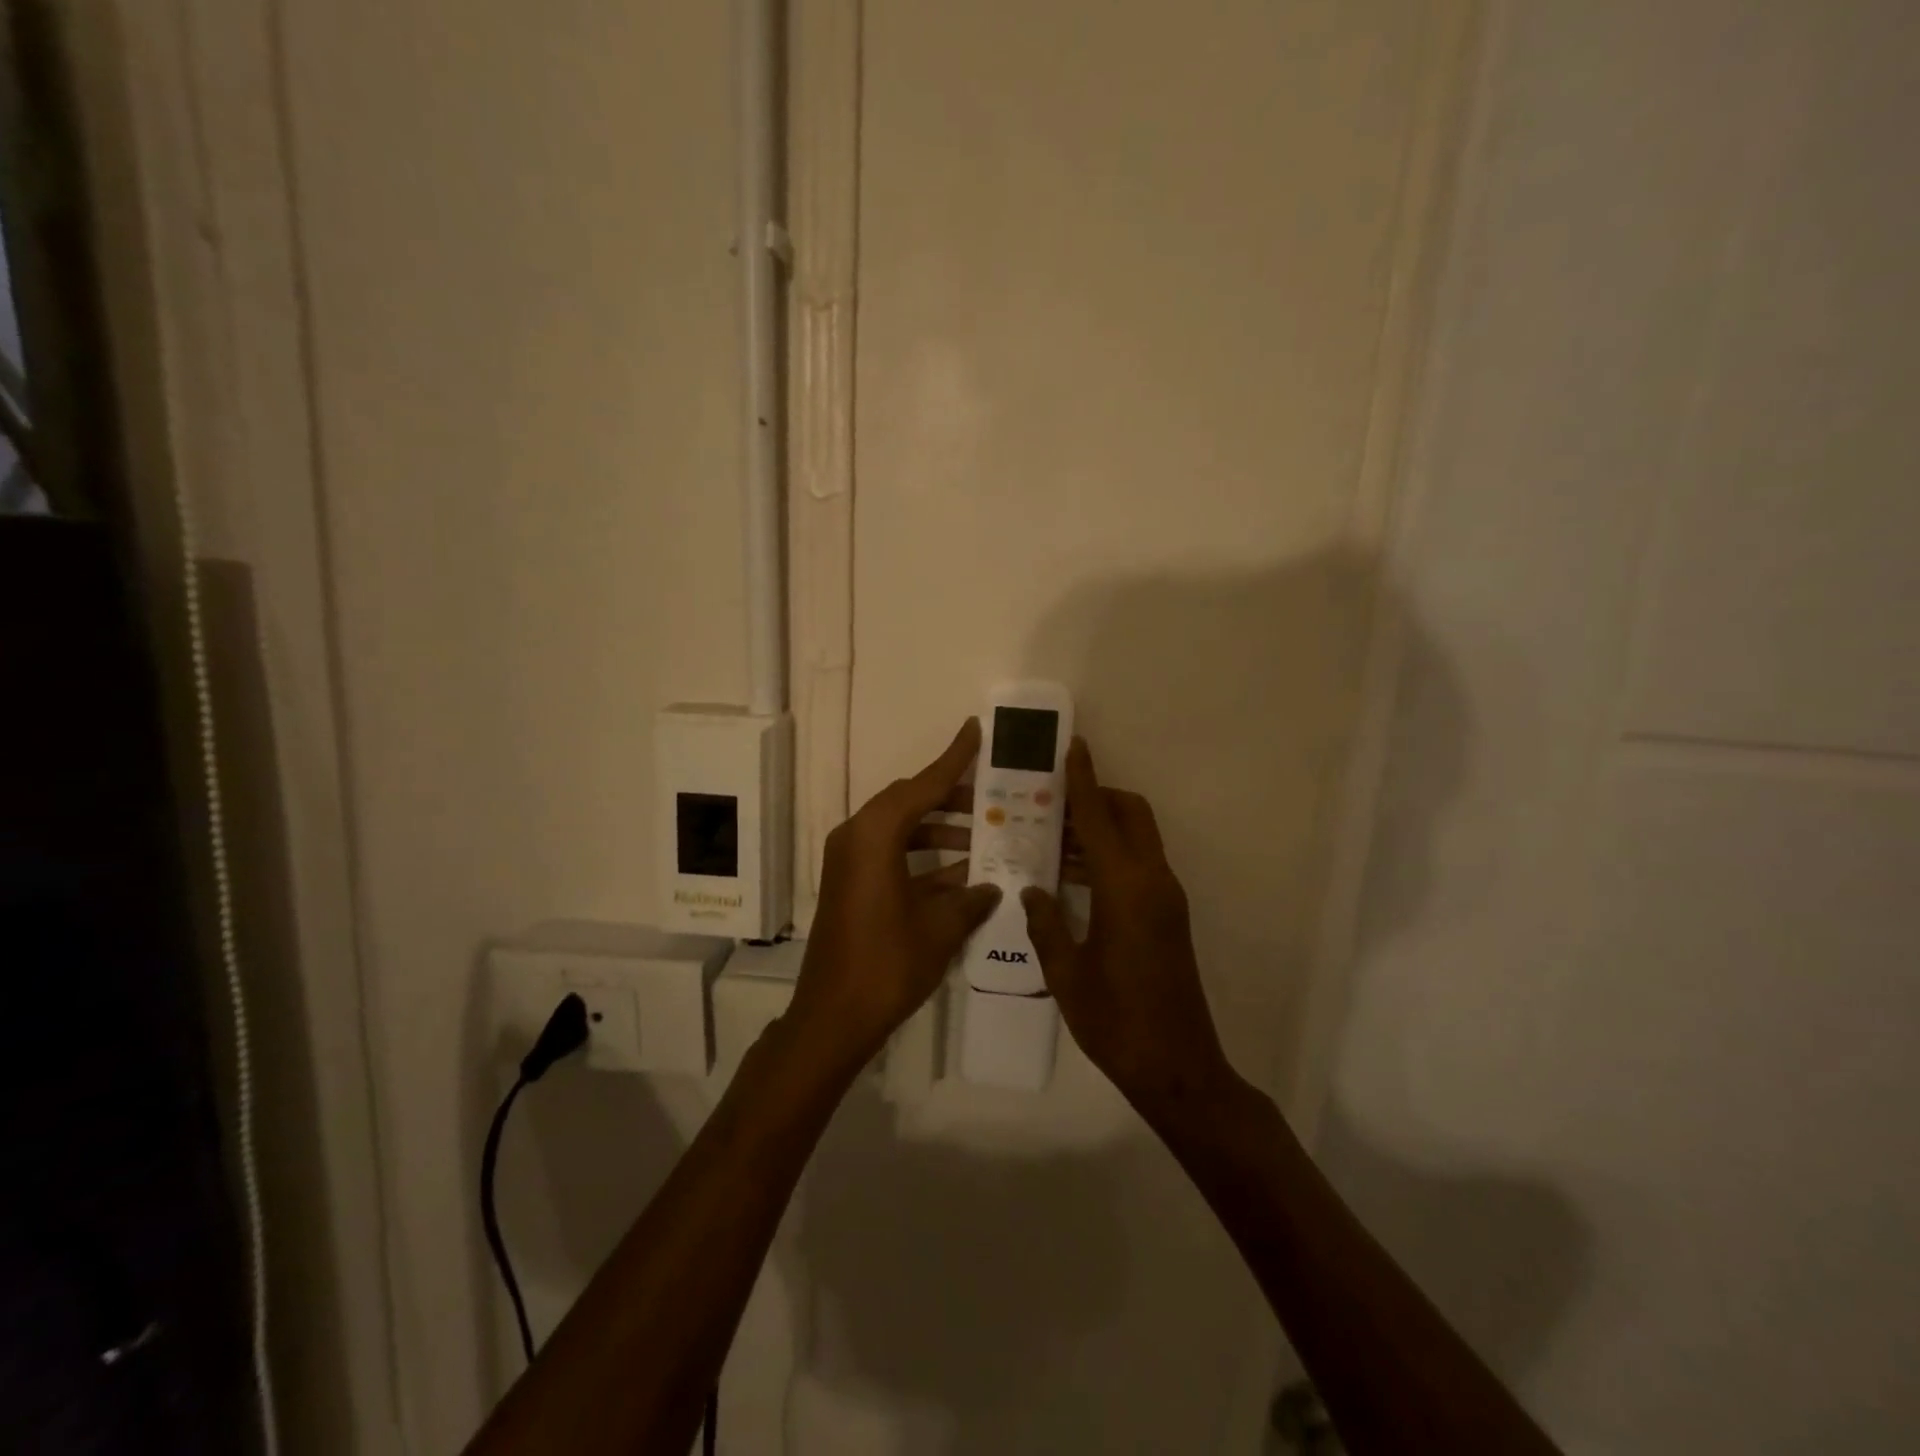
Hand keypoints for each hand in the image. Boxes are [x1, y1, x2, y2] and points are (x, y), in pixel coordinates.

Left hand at [785, 719, 1001, 1071]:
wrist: (832, 1016)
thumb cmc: (887, 964)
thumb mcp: (940, 928)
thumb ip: (971, 899)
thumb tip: (993, 886)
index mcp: (874, 836)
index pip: (922, 785)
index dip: (953, 758)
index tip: (975, 729)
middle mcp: (856, 837)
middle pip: (909, 802)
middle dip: (951, 798)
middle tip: (992, 797)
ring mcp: (850, 862)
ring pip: (902, 830)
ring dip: (940, 831)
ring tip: (985, 836)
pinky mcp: (851, 884)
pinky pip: (892, 855)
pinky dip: (924, 859)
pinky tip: (963, 873)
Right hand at [1021, 739, 1237, 1112]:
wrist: (1177, 1067)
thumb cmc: (1116, 1022)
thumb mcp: (1066, 974)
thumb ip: (1045, 923)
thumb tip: (1031, 889)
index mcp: (1126, 889)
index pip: (1099, 819)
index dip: (1084, 781)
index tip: (1073, 746)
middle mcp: (1153, 882)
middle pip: (1130, 815)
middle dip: (1097, 797)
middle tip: (1051, 802)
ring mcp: (1166, 898)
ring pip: (1136, 839)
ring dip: (1101, 829)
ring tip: (1051, 835)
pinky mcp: (1169, 915)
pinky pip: (1138, 865)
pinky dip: (1109, 856)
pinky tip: (1073, 875)